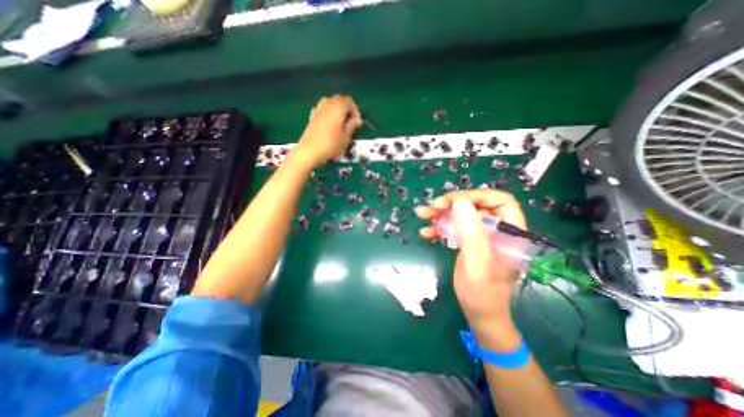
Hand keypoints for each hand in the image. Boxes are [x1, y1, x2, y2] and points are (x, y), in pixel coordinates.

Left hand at [295, 94, 362, 166]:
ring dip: (336, 109)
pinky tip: (329, 124)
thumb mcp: (346, 137)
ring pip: (330, 102)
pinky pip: (322, 109)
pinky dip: (327, 113)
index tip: (357, 122)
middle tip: (350, 122)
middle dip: (346, 108)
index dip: (355, 110)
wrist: (310, 150)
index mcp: (338, 107)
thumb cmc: (331, 144)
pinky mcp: (312, 116)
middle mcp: (327, 104)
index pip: (349, 101)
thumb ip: (352, 125)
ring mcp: (318, 109)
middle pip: (339, 99)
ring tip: (340, 122)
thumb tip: (357, 119)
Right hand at [415, 191, 524, 331]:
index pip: (499, 201)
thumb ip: (471, 235)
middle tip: (430, 208)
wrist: (479, 314)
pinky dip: (440, 226)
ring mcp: (483, 235)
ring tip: (422, 215)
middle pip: (477, 205)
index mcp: (511, 233)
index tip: (452, 203)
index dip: (476, 196)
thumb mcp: (476, 266)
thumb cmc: (482, 295)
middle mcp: (498, 230)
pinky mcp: (471, 241)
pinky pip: (455, 226)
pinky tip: (426, 232)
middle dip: (452, 204)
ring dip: (442, 213)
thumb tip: (460, 202)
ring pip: (463, 213)